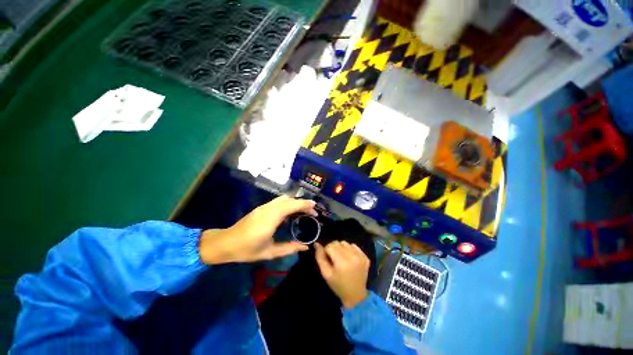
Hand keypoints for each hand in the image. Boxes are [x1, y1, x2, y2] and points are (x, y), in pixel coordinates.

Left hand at [199, 195, 316, 264]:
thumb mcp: (269, 252)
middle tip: (311, 212)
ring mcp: (263, 207)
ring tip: (303, 212)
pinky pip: (278, 202)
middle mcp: (268, 209)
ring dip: (295, 202)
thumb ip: (289, 248)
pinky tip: (290, 214)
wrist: (225, 243)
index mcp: (270, 219)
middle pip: (289, 199)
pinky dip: (288, 204)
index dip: (304, 205)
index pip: (291, 205)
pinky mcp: (261, 208)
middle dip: (302, 203)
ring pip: (283, 199)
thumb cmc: (247, 250)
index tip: (315, 208)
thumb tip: (305, 247)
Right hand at [314, 241, 369, 308]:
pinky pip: (353, 246)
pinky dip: (349, 249)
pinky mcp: (365, 256)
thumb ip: (320, 257)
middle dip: (333, 248)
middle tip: (333, 259)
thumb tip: (316, 244)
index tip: (327, 259)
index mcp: (342, 262)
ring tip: (341, 258)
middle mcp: (352, 256)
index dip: (326, 251)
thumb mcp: (326, 274)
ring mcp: (360, 256)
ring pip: (345, 243)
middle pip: (337, 243)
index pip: (330, 246)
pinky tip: (349, 259)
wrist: (356, 295)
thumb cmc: (338, 285)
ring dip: (341, 248)